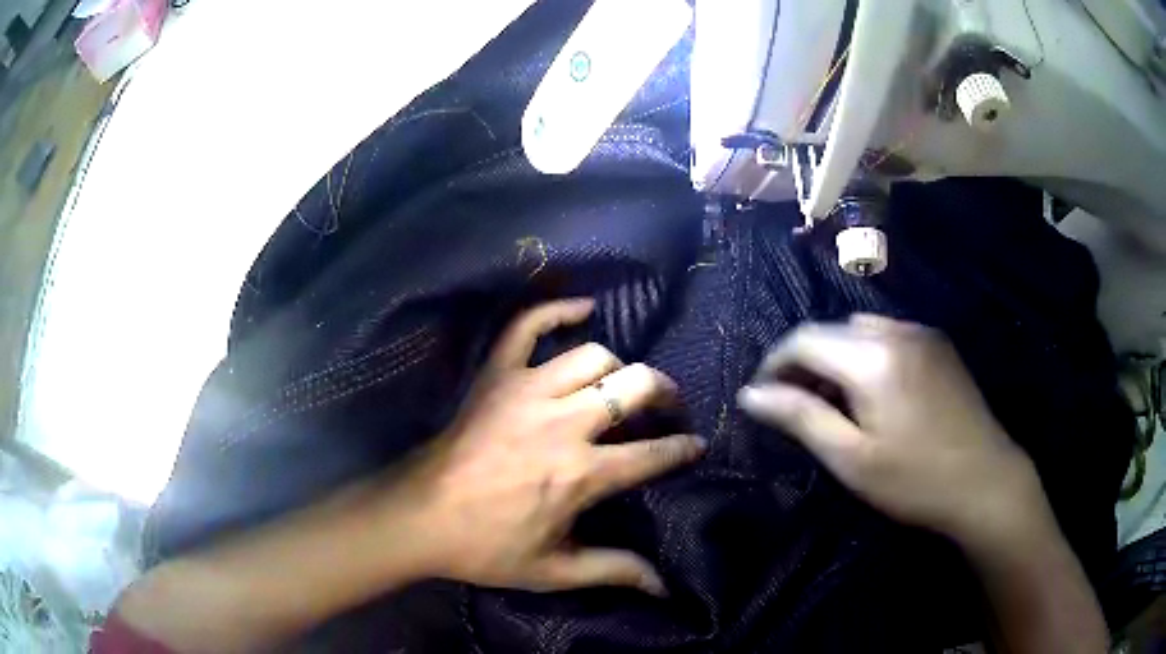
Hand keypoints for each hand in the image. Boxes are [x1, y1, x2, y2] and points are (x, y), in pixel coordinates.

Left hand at [395, 298, 705, 595]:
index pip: (653, 454)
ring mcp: (527, 390)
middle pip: (634, 386)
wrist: (419, 516)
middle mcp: (562, 423)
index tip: (696, 445)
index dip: (683, 449)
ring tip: (619, 385)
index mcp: (580, 474)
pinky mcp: (496, 375)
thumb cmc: (485, 546)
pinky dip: (557, 310)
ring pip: (593, 356)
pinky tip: (583, 309)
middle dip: (664, 393)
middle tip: (667, 407)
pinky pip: (528, 326)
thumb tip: (664, 587)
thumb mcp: (553, 571)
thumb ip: (613, 571)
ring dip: (617, 368)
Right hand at [737, 314, 1044, 546]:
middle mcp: (896, 330)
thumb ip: (800, 418)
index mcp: (872, 357)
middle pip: (831, 331)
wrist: (987, 481)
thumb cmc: (915, 480)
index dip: (774, 365)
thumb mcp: (851, 459)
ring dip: (836, 358)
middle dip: (804, 364)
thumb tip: (750, 395)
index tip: (761, 398)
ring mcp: (922, 333)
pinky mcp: (938, 345)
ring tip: (837, 403)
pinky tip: (875, 394)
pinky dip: (866, 356)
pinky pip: (888, 336)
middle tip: (797, 409)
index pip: (804, 339)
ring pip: (859, 330)